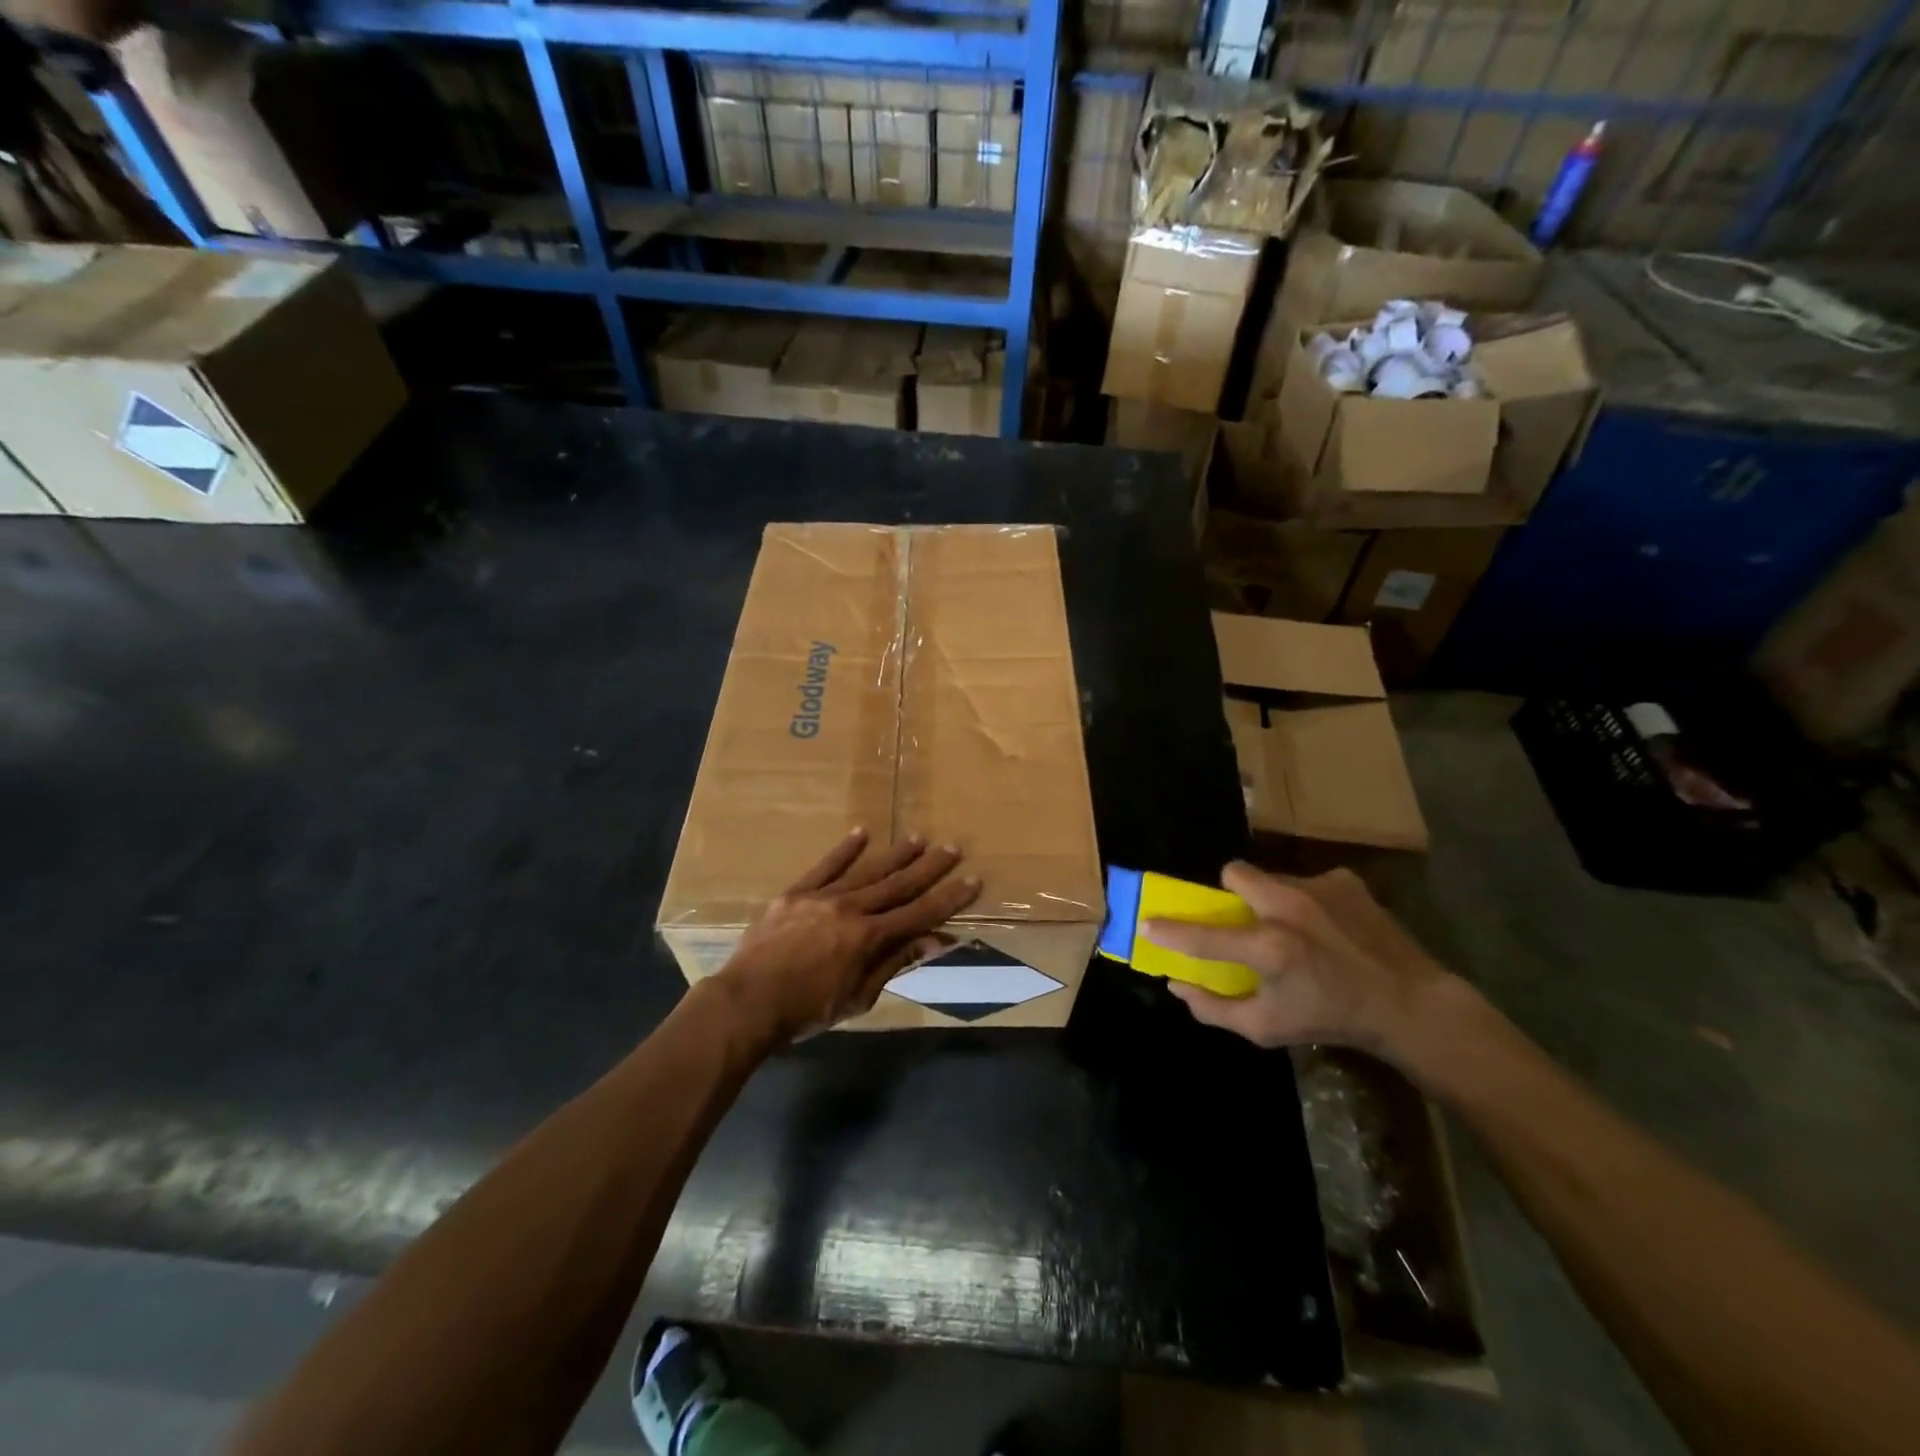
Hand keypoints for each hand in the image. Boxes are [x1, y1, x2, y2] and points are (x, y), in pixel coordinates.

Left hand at [713, 829, 980, 1039]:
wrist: (747, 1002)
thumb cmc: (806, 1010)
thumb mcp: (858, 997)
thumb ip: (894, 962)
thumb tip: (935, 940)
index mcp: (869, 938)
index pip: (919, 914)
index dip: (948, 898)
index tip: (972, 880)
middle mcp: (851, 909)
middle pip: (897, 884)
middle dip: (929, 867)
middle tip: (953, 848)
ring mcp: (822, 897)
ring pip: (867, 870)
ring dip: (895, 854)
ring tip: (918, 838)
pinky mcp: (796, 893)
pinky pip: (825, 866)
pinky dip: (845, 849)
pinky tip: (862, 832)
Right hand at [1143, 862, 1460, 1061]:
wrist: (1409, 1003)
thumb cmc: (1331, 1019)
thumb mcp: (1267, 1029)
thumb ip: (1214, 1008)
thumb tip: (1177, 985)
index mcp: (1268, 948)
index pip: (1202, 935)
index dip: (1168, 929)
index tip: (1147, 923)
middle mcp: (1288, 907)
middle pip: (1233, 873)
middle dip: (1230, 893)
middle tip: (1245, 920)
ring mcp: (1318, 888)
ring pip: (1271, 877)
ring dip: (1270, 899)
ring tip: (1296, 929)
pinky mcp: (1344, 880)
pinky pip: (1306, 881)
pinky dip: (1307, 900)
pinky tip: (1328, 927)